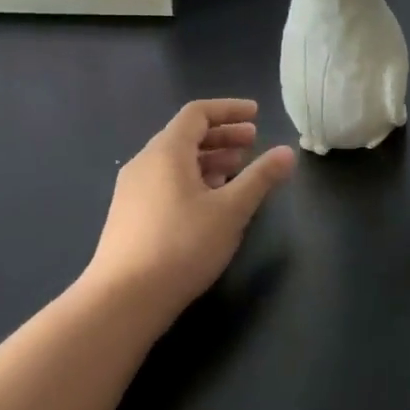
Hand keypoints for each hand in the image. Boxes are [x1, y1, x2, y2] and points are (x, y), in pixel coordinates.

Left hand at [84, 98, 296, 320]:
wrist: (123, 299)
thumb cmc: (182, 245)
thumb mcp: (231, 210)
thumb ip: (260, 178)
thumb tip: (287, 152)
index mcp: (166, 151)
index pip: (198, 113)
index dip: (229, 110)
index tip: (257, 115)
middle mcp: (145, 162)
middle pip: (186, 135)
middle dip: (222, 135)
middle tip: (253, 142)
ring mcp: (133, 190)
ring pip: (175, 161)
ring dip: (209, 159)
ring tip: (237, 170)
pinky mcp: (130, 215)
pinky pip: (165, 181)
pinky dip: (192, 179)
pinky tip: (210, 202)